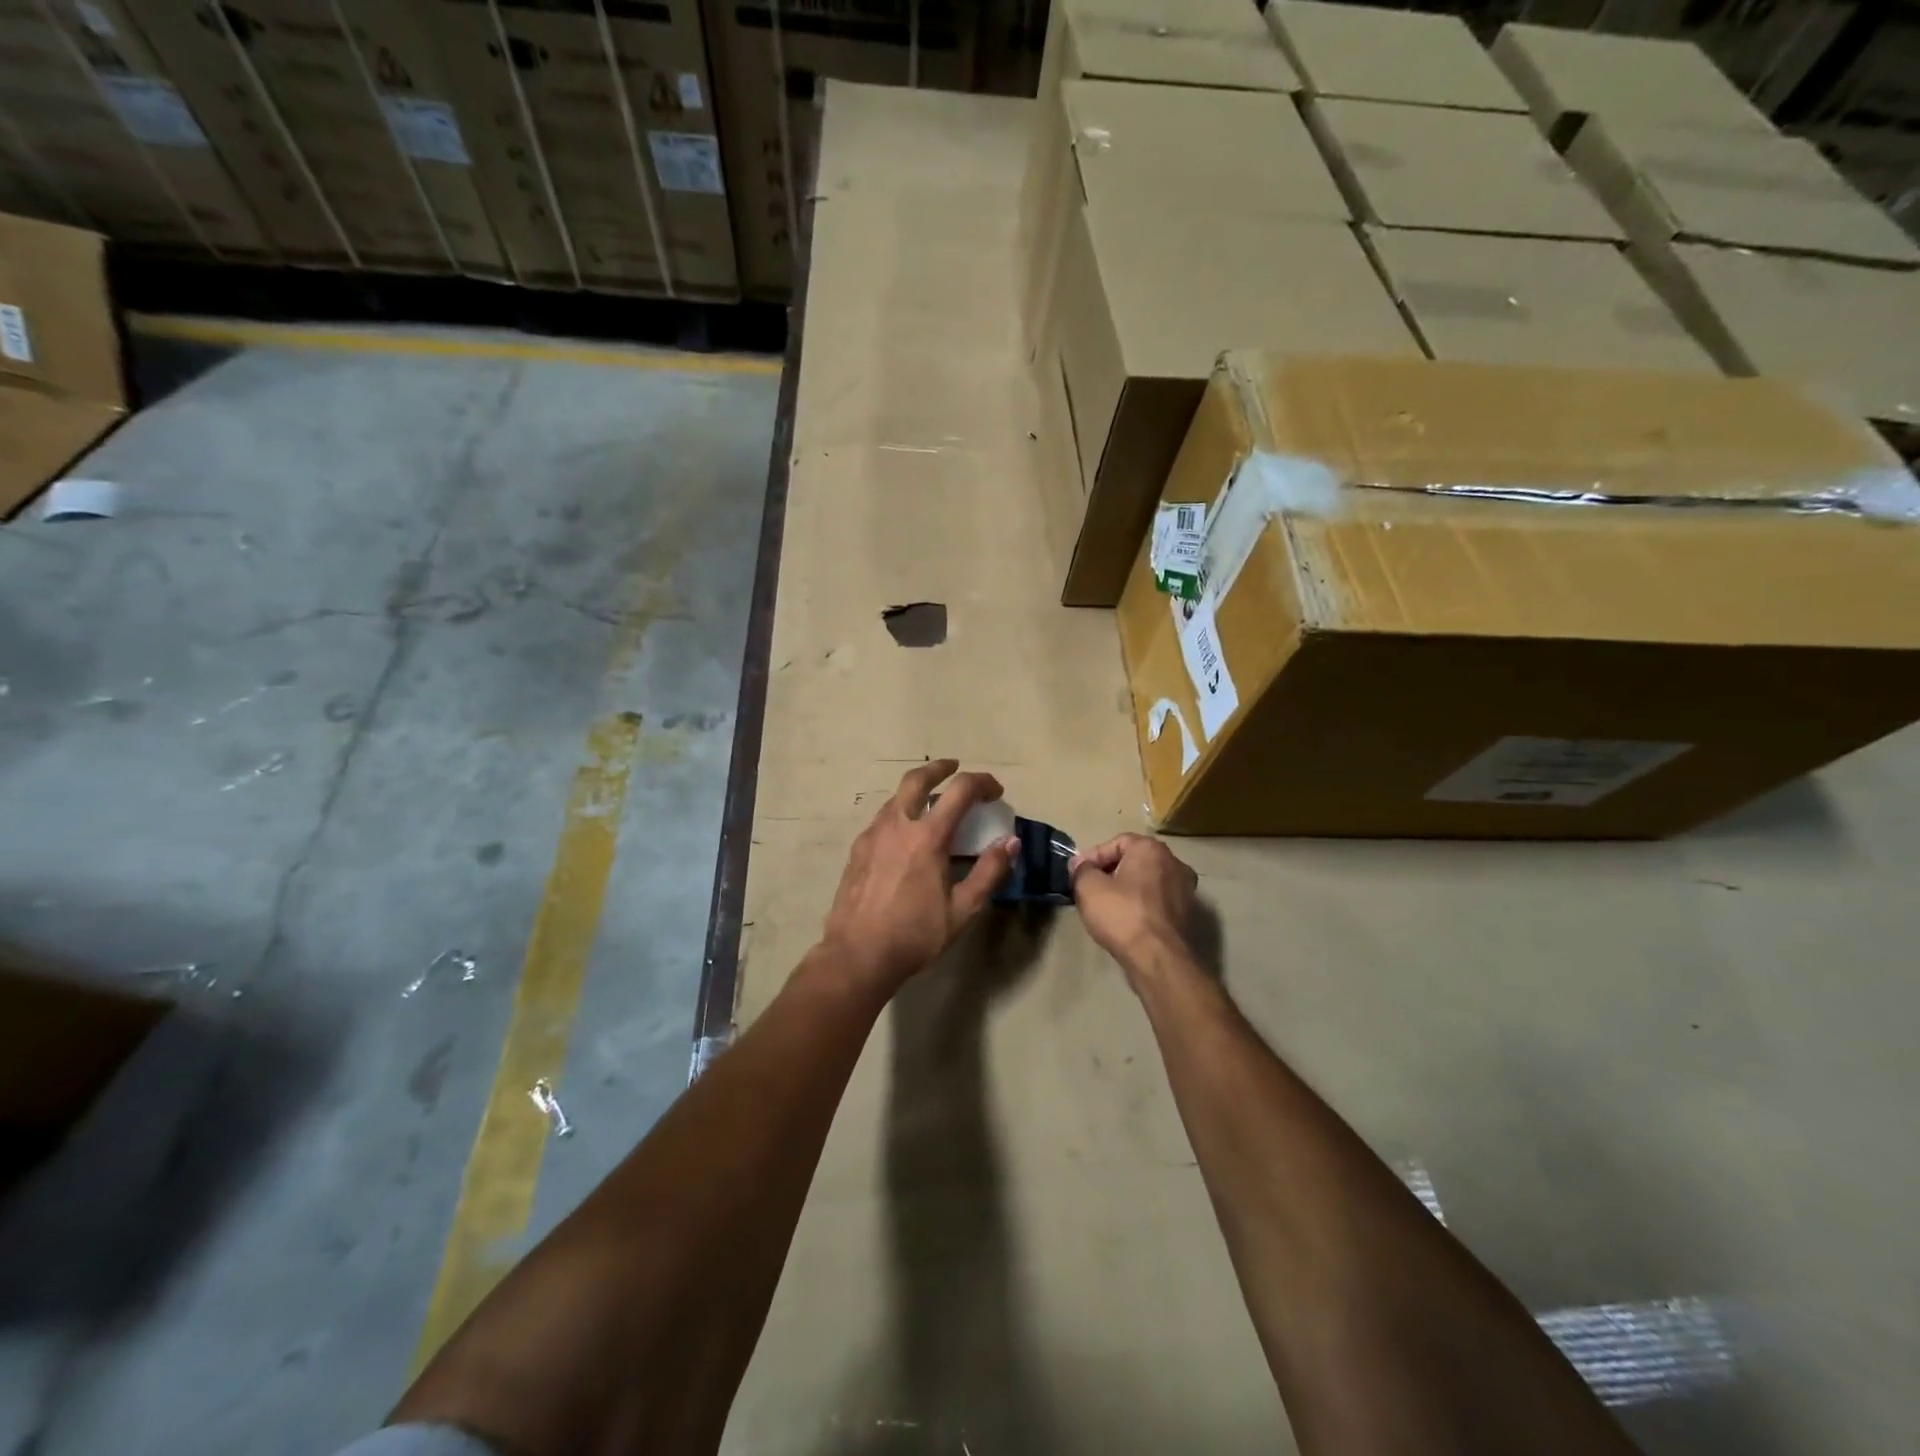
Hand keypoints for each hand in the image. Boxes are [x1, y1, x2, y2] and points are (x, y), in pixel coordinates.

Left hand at [819, 760, 1018, 996]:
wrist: (857, 955)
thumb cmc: (915, 934)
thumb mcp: (962, 909)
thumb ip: (989, 872)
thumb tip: (1011, 842)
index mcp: (927, 837)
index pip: (960, 791)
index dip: (982, 782)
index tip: (995, 790)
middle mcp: (897, 825)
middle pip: (917, 779)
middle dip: (939, 768)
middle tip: (954, 768)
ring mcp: (872, 835)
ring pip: (896, 798)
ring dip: (917, 791)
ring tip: (931, 803)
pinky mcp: (857, 850)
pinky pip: (882, 819)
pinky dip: (900, 813)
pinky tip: (905, 836)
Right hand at [1069, 834, 1199, 986]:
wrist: (1159, 959)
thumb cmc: (1122, 915)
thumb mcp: (1088, 887)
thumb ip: (1082, 870)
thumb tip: (1081, 866)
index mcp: (1151, 849)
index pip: (1116, 843)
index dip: (1092, 857)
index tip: (1077, 874)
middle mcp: (1174, 862)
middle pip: (1134, 861)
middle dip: (1110, 872)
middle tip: (1089, 888)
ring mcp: (1185, 889)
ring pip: (1146, 882)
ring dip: (1125, 890)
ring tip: (1105, 906)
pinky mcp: (1187, 914)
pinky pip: (1157, 901)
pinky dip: (1140, 906)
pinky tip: (1125, 921)